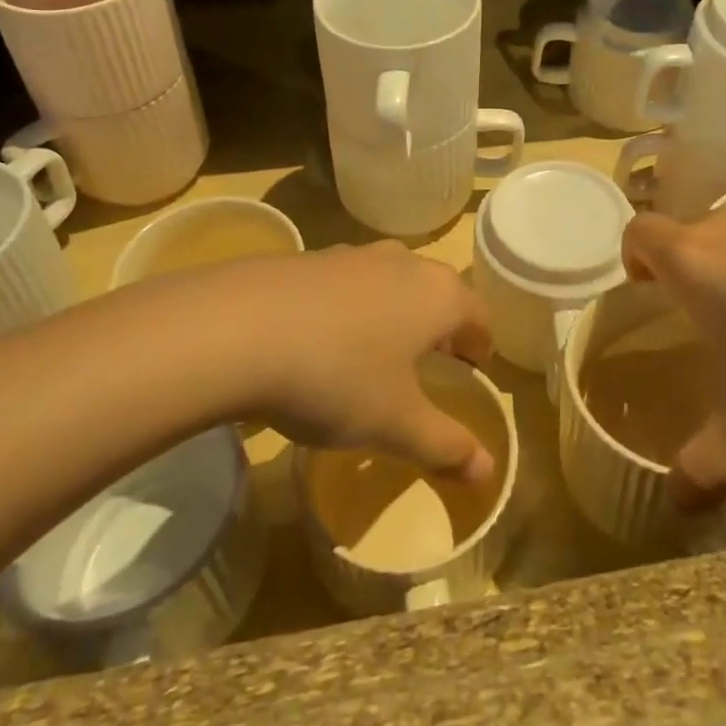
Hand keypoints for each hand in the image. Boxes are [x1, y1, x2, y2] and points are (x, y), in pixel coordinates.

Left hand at [171, 242, 495, 483]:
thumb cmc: (337, 378)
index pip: (478, 315)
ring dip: (394, 312)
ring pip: (391, 281)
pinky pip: (346, 283)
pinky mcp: (308, 257)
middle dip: (439, 325)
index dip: (480, 345)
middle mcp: (402, 262)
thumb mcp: (395, 424)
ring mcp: (353, 254)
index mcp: (438, 295)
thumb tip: (488, 472)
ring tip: (377, 352)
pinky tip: (322, 341)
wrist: (238, 331)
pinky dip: (350, 308)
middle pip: (436, 291)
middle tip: (431, 363)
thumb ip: (445, 446)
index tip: (474, 370)